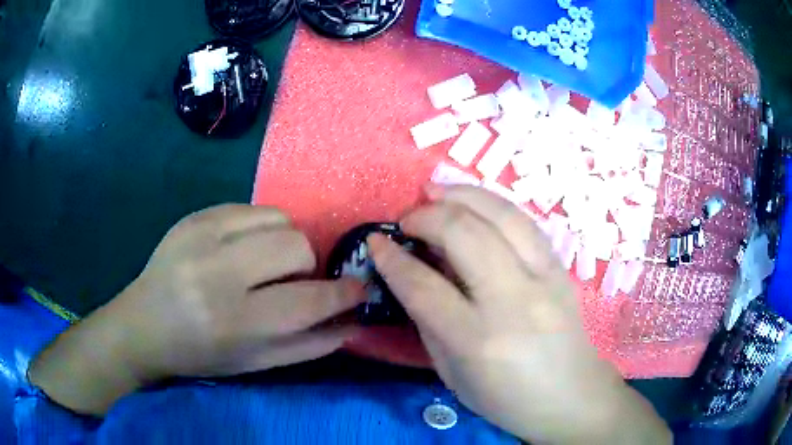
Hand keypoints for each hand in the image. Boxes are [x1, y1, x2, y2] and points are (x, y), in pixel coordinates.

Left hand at [29, 205, 364, 414]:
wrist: (144, 324)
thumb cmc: (200, 353)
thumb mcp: (255, 363)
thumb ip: (308, 345)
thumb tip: (352, 321)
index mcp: (234, 321)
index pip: (307, 301)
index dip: (342, 293)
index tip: (358, 288)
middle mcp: (217, 272)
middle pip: (296, 246)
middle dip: (307, 265)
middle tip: (290, 281)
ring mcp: (202, 235)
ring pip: (278, 219)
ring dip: (285, 243)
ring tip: (265, 262)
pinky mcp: (194, 216)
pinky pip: (252, 208)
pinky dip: (261, 227)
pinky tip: (243, 247)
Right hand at [368, 185, 669, 443]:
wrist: (570, 396)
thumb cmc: (506, 398)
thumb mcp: (452, 374)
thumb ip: (429, 322)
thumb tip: (410, 274)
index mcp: (478, 340)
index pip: (424, 287)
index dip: (392, 258)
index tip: (375, 241)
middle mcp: (514, 301)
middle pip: (464, 235)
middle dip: (426, 217)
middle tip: (406, 220)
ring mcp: (545, 278)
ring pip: (501, 215)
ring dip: (461, 195)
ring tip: (435, 191)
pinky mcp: (561, 268)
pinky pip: (524, 221)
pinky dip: (493, 203)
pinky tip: (474, 201)